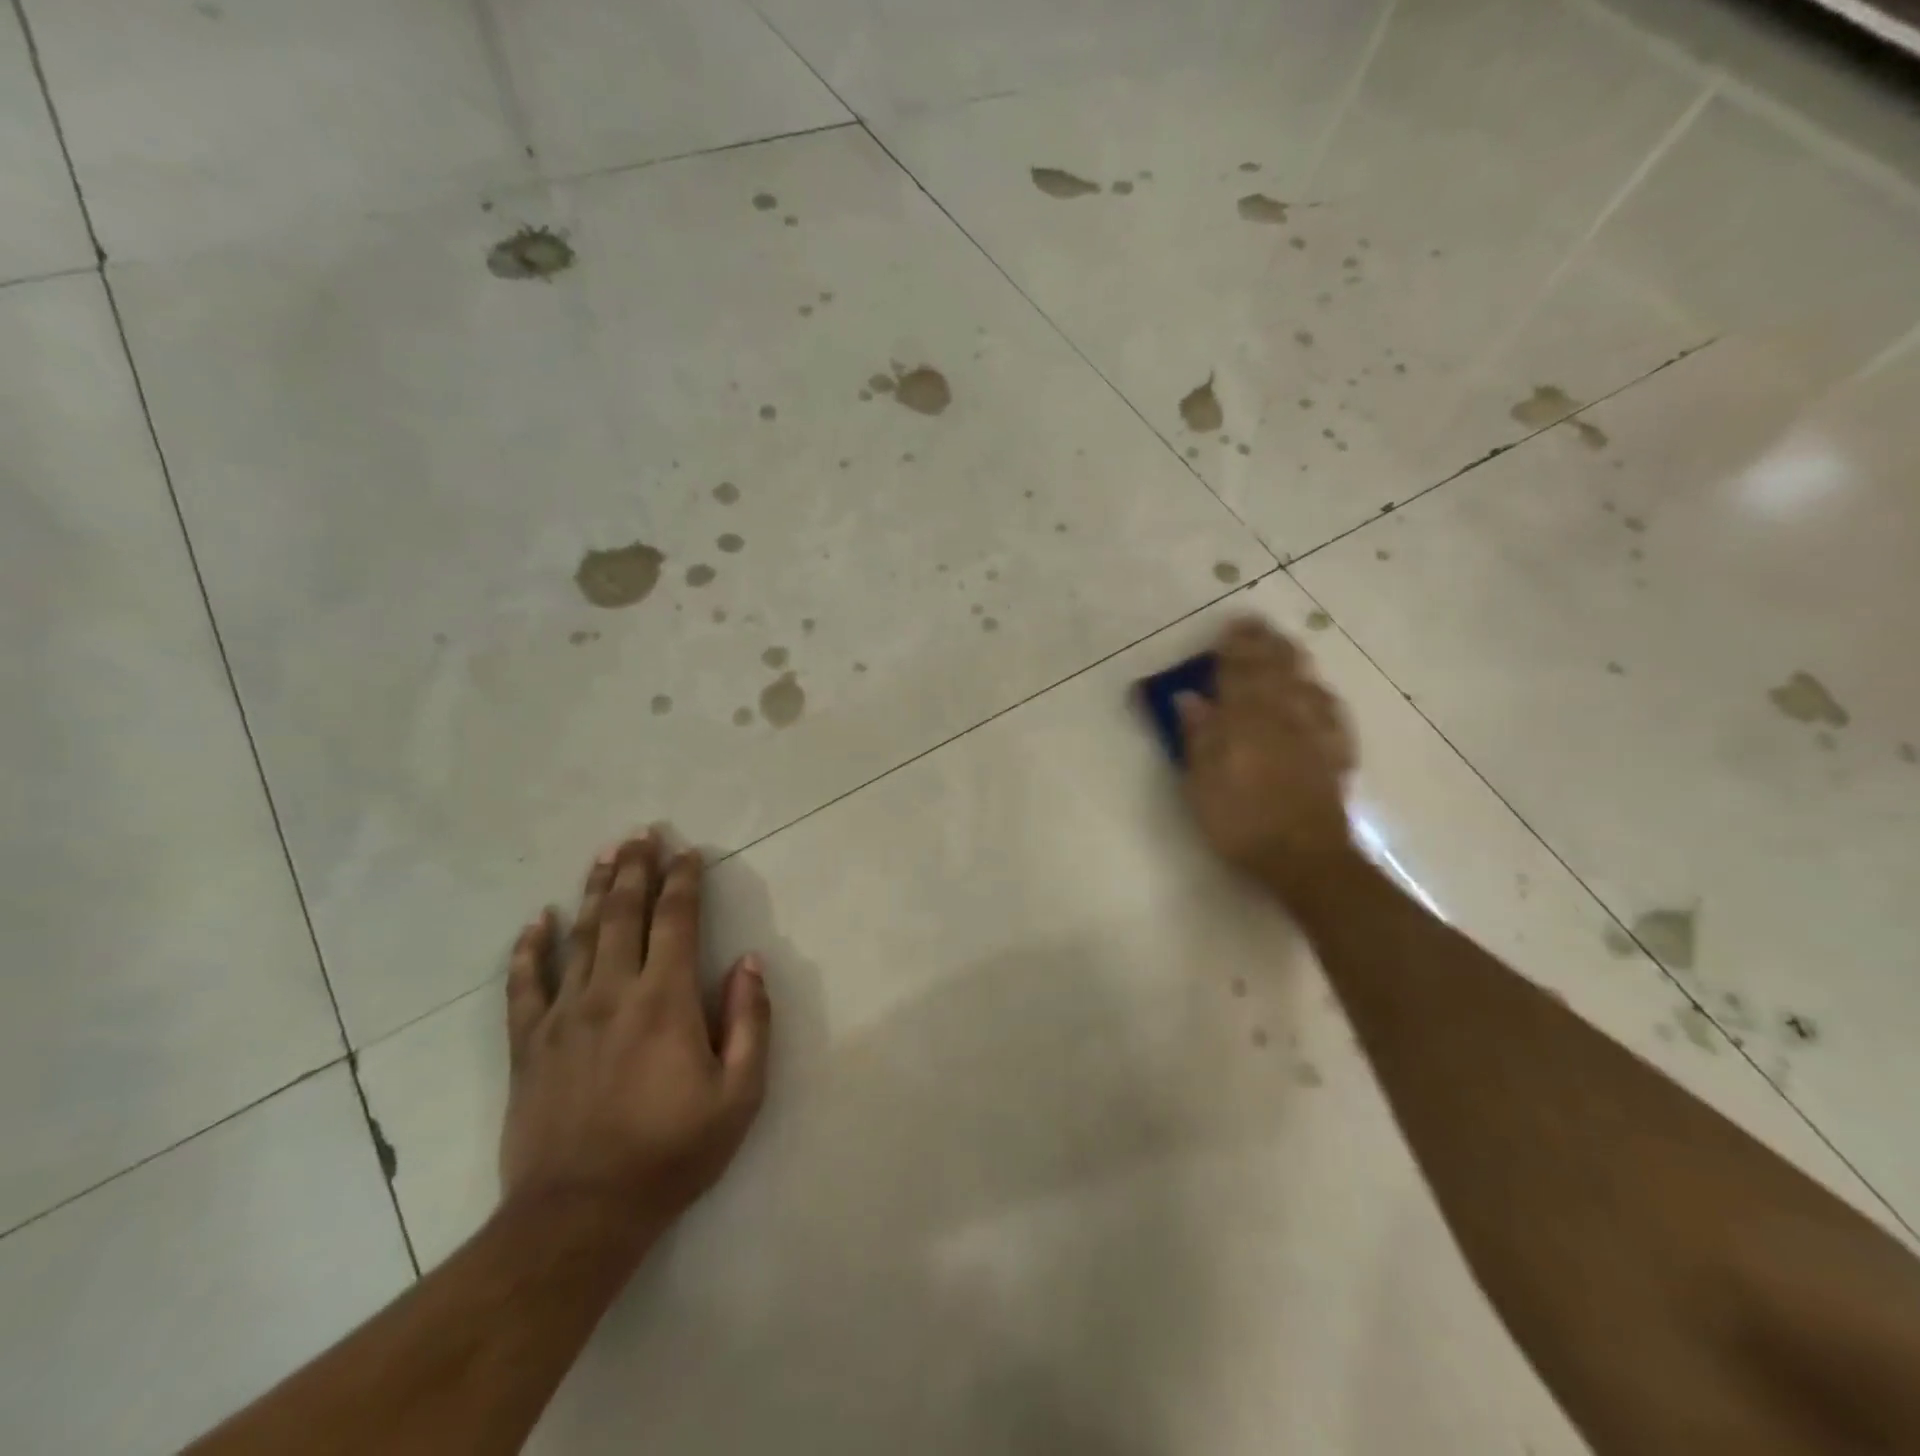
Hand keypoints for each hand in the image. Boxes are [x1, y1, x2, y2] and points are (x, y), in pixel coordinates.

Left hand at [499, 832, 770, 1243]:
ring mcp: (564, 1016)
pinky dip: (529, 949)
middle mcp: (612, 992)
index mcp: (665, 1001)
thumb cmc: (670, 1154)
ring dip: (594, 891)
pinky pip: (524, 985)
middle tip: (640, 833)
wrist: (579, 1217)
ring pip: (580, 936)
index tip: (689, 852)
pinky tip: (536, 921)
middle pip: (624, 914)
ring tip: (604, 855)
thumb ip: (750, 1023)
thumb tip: (750, 963)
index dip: (684, 881)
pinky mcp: (528, 1045)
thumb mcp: (738, 1096)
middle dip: (635, 869)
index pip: (677, 921)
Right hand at [1176, 616, 1359, 908]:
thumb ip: (1198, 736)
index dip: (1234, 648)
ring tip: (1284, 642)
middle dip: (1264, 644)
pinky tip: (1318, 689)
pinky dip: (1320, 692)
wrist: (1304, 857)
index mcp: (1245, 721)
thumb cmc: (1241, 822)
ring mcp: (1314, 732)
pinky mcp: (1335, 752)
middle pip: (1274, 670)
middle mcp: (1282, 716)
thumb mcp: (1202, 783)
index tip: (1230, 626)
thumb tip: (1189, 697)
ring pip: (1304, 683)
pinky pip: (1330, 710)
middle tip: (1256, 624)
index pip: (1238, 673)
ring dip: (1292, 659)